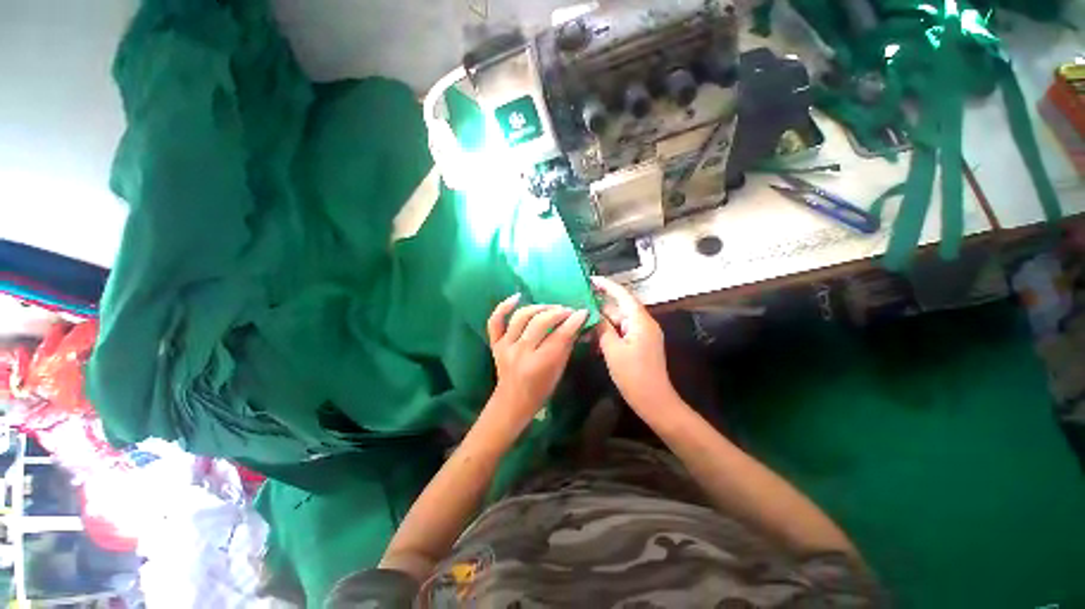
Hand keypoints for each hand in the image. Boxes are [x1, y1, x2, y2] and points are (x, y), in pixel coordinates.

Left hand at [485, 294, 588, 431]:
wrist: (512, 402)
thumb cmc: (541, 390)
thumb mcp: (559, 371)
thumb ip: (566, 346)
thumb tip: (576, 324)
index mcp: (540, 364)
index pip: (560, 336)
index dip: (574, 321)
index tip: (583, 312)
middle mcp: (521, 352)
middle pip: (540, 322)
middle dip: (558, 312)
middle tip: (568, 311)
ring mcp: (505, 346)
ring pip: (521, 317)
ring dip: (539, 308)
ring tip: (551, 308)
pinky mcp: (495, 344)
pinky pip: (495, 321)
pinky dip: (503, 306)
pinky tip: (517, 297)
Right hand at [593, 276, 675, 415]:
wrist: (654, 401)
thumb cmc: (633, 375)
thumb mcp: (613, 350)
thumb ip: (603, 329)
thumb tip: (594, 315)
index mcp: (640, 321)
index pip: (623, 296)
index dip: (607, 286)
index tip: (591, 279)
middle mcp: (644, 324)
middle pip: (620, 309)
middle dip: (600, 307)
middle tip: (579, 305)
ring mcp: (643, 334)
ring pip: (619, 321)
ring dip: (603, 322)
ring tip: (582, 320)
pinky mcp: (640, 344)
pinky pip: (622, 332)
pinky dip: (609, 332)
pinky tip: (593, 335)